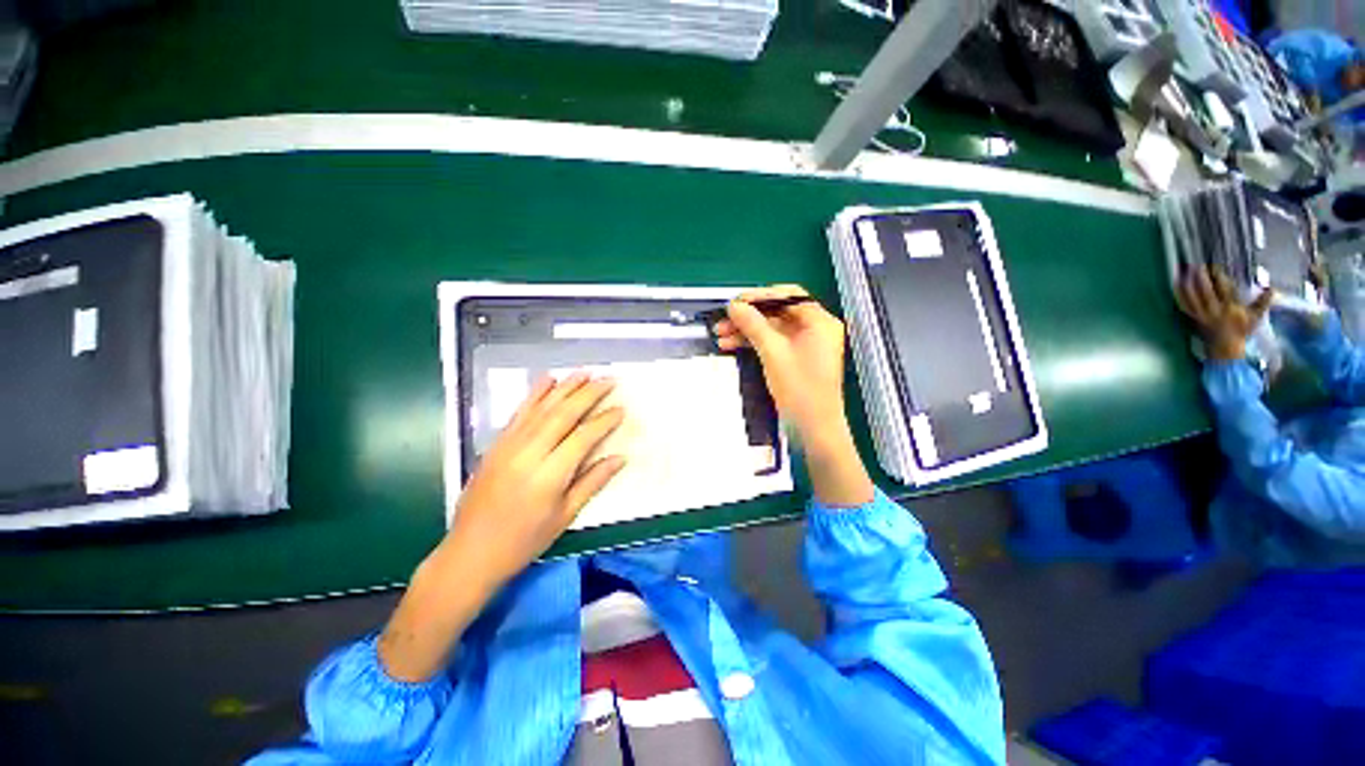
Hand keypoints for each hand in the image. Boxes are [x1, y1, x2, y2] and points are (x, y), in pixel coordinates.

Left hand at [449, 373, 626, 584]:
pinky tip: (548, 380)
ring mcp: (509, 445)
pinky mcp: (496, 444)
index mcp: (549, 475)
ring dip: (566, 387)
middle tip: (609, 380)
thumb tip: (620, 458)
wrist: (470, 552)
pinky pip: (519, 413)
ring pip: (542, 408)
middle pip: (564, 414)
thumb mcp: (564, 516)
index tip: (621, 408)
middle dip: (589, 394)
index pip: (583, 437)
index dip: (604, 421)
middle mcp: (529, 453)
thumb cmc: (523, 541)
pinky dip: (535, 394)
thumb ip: (593, 482)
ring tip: (585, 373)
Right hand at [715, 285, 873, 506]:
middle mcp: (815, 328)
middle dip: (748, 317)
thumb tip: (733, 305)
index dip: (760, 296)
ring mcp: (805, 345)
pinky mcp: (796, 359)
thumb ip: (753, 325)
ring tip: (720, 335)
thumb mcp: (773, 352)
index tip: (735, 302)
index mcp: (819, 321)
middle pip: (777, 313)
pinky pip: (773, 344)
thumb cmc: (799, 387)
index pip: (788, 296)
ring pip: (772, 329)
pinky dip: (754, 344)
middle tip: (723, 321)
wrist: (813, 427)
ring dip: (747, 331)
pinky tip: (731, 346)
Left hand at [1175, 266, 1272, 361]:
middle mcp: (1214, 310)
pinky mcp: (1193, 318)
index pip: (1224, 289)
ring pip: (1192, 296)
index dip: (1218, 277)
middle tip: (1197, 264)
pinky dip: (1179, 293)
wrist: (1225, 348)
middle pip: (1206, 291)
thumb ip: (1263, 302)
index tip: (1215, 266)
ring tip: (1186, 270)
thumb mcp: (1255, 317)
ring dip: (1188, 283)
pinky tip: (1176, 283)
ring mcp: (1201, 314)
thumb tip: (1272, 288)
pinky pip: (1184, 304)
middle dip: (1201, 277)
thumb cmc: (1241, 330)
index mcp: (1230, 308)